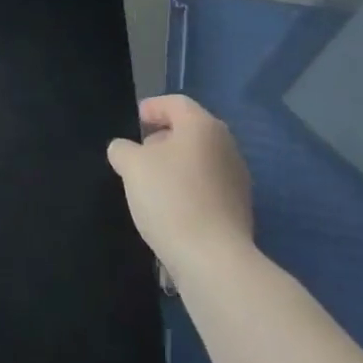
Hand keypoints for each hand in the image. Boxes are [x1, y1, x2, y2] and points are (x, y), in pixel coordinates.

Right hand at [106, 94, 253, 280]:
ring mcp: (237, 179)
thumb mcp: (132, 167)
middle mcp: (226, 146)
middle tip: (139, 153)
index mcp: (203, 126)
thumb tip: (124, 149)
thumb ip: (123, 150)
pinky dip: (188, 190)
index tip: (135, 120)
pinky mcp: (239, 209)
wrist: (213, 259)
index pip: (176, 103)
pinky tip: (170, 210)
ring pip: (200, 161)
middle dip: (163, 139)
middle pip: (190, 131)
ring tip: (151, 185)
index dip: (152, 107)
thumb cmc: (171, 199)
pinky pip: (208, 188)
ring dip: (176, 166)